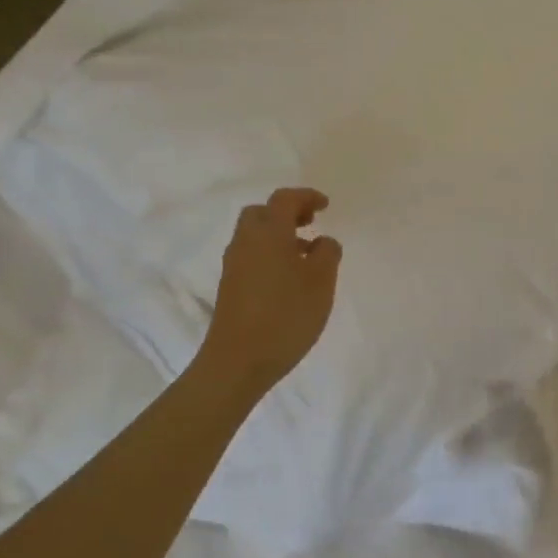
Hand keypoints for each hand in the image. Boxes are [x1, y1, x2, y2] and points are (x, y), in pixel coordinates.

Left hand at [195, 188, 341, 394]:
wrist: (238, 361)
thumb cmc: (286, 315)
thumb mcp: (321, 282)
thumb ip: (327, 254)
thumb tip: (323, 241)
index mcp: (269, 233)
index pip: (284, 199)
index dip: (306, 197)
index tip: (325, 206)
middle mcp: (246, 242)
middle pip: (262, 213)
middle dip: (287, 212)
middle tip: (311, 223)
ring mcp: (234, 265)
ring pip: (255, 235)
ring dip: (279, 235)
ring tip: (306, 253)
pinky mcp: (231, 286)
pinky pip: (252, 256)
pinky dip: (270, 253)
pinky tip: (289, 277)